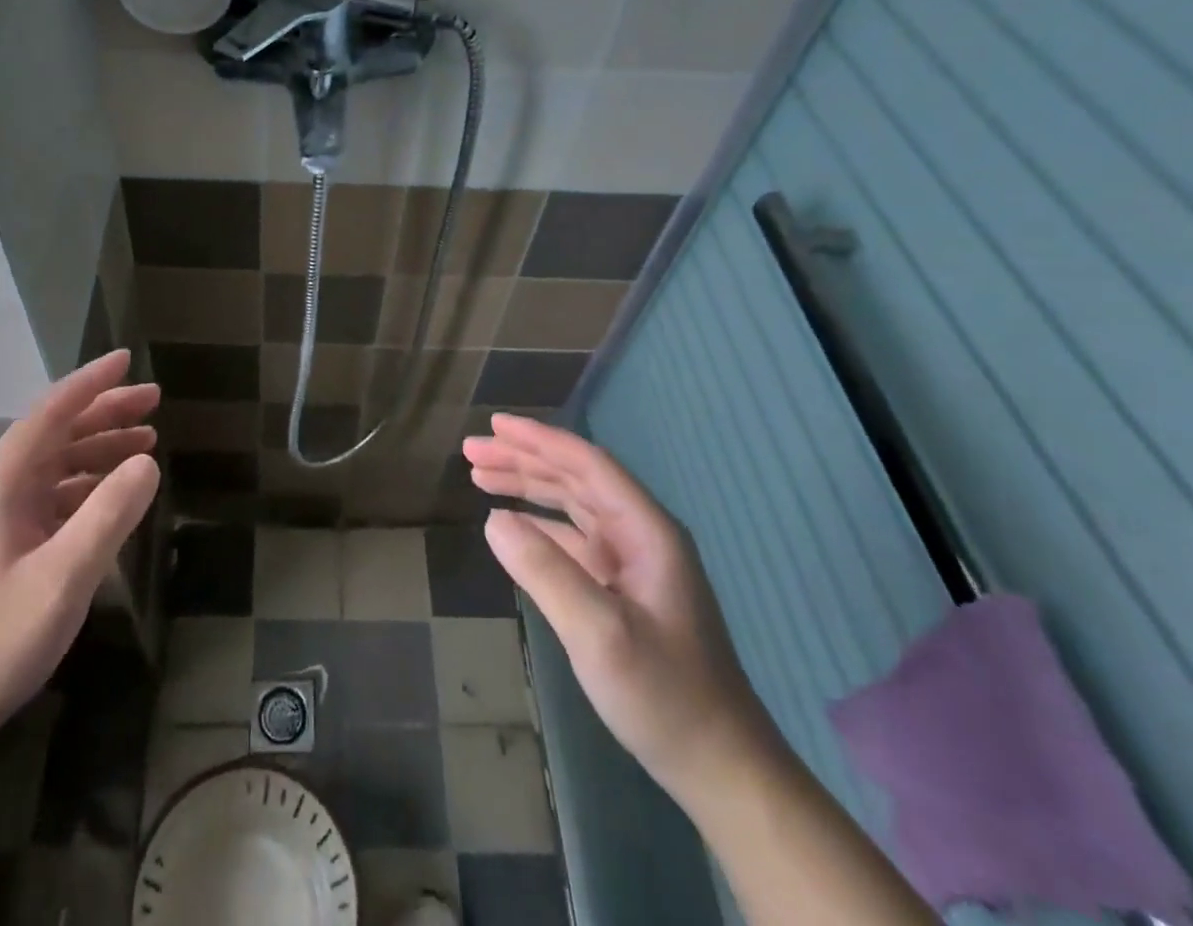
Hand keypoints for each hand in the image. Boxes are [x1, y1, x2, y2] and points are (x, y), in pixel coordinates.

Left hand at [0, 351, 160, 752]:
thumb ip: (108, 515)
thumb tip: (148, 460)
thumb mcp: (62, 578)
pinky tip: (113, 496)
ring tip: (146, 443)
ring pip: (55, 467)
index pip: (50, 413)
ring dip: (99, 450)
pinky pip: (51, 500)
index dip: (90, 383)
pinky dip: (87, 488)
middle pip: (55, 435)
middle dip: (105, 413)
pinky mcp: (0, 552)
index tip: (127, 358)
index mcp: (0, 486)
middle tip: (154, 402)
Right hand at [466, 415, 777, 806]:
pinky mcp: (622, 590)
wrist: (721, 768)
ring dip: (527, 487)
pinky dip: (538, 525)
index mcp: (646, 530)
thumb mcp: (599, 633)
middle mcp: (640, 535)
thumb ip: (545, 571)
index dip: (539, 440)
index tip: (494, 424)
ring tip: (479, 475)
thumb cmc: (666, 696)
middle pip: (575, 478)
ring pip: (571, 505)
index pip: (587, 465)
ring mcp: (632, 563)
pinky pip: (572, 539)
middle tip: (471, 449)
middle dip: (523, 459)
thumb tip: (492, 520)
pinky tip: (510, 525)